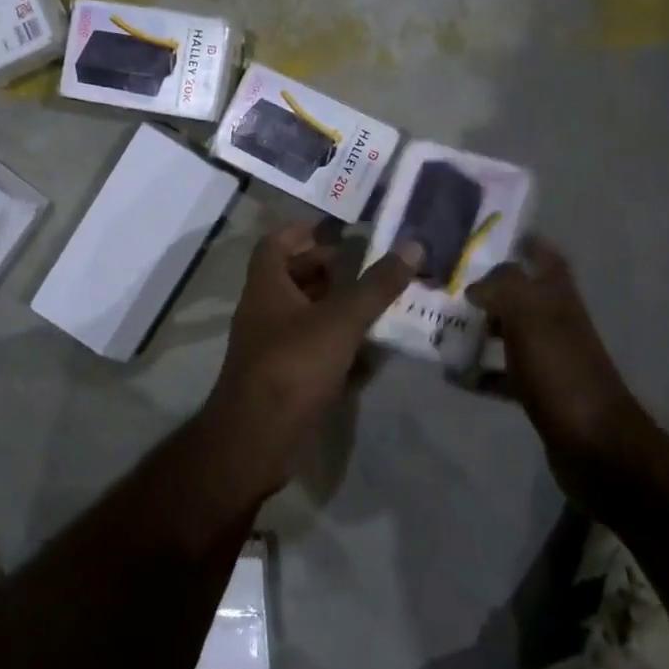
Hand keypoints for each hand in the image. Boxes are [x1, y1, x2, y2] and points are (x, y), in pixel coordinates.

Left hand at [198, 221, 419, 498]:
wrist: (256, 438)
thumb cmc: (293, 365)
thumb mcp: (340, 321)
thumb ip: (375, 285)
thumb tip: (412, 246)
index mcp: (266, 285)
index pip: (275, 242)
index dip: (303, 230)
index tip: (338, 229)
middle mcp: (263, 309)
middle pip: (292, 276)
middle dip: (328, 268)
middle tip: (367, 267)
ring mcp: (270, 344)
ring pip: (304, 312)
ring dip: (335, 305)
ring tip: (375, 303)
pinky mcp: (281, 374)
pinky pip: (309, 345)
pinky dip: (334, 340)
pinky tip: (366, 349)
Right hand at [466, 235, 658, 498]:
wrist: (596, 446)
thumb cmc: (563, 371)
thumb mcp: (531, 317)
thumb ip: (502, 289)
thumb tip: (473, 284)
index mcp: (558, 297)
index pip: (544, 256)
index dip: (523, 243)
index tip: (486, 236)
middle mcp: (555, 321)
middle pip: (519, 293)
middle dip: (485, 286)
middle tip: (443, 280)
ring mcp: (548, 358)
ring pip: (507, 332)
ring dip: (477, 328)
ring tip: (437, 323)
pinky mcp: (538, 392)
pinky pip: (501, 374)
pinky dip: (478, 372)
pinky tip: (452, 373)